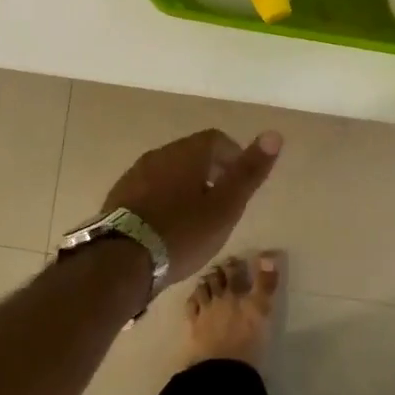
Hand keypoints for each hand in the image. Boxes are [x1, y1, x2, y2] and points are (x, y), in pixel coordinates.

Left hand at [102, 128, 282, 285]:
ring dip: (185, 185)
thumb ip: (249, 172)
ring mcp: (135, 174)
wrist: (121, 260)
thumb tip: (275, 134)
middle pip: (191, 153)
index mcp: (187, 152)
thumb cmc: (182, 232)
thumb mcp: (225, 207)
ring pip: (169, 171)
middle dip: (210, 171)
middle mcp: (159, 154)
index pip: (217, 139)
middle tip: (222, 201)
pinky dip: (164, 199)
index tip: (241, 182)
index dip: (233, 156)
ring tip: (196, 216)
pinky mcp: (119, 196)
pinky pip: (149, 189)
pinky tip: (167, 225)